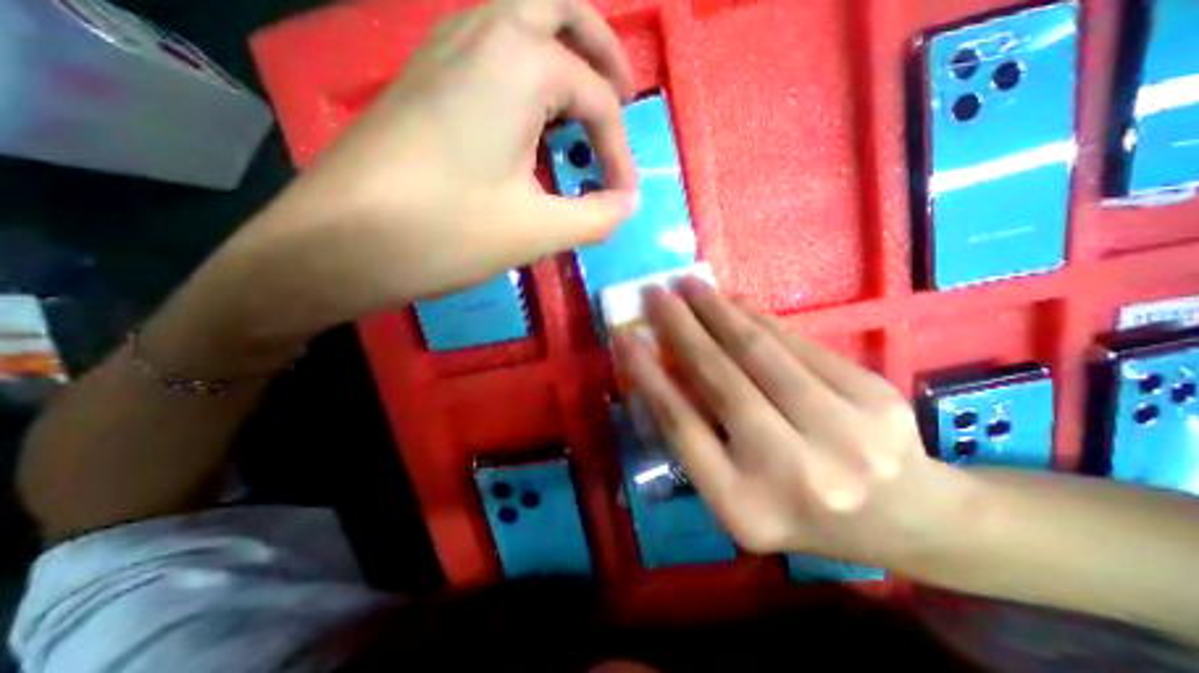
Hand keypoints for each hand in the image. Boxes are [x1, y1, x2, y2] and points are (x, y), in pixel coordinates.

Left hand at [208, 0, 646, 345]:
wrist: (339, 243)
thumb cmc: (446, 233)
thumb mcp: (538, 231)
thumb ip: (597, 216)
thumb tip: (627, 205)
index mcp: (520, 62)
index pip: (598, 99)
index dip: (621, 152)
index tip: (623, 198)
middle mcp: (482, 32)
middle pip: (561, 6)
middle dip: (602, 48)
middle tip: (623, 95)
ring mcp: (444, 48)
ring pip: (520, 19)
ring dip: (562, 54)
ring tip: (581, 110)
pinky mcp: (424, 77)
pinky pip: (490, 49)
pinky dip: (526, 72)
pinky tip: (529, 121)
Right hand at [612, 279, 966, 567]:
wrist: (908, 519)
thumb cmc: (799, 509)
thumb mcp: (736, 492)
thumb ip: (697, 435)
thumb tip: (663, 366)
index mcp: (746, 507)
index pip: (682, 427)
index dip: (649, 376)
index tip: (626, 337)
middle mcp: (794, 473)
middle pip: (722, 381)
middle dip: (681, 329)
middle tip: (655, 294)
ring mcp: (844, 433)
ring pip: (761, 353)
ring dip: (717, 312)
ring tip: (690, 285)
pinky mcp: (874, 396)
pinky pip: (798, 344)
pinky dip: (758, 317)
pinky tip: (734, 300)